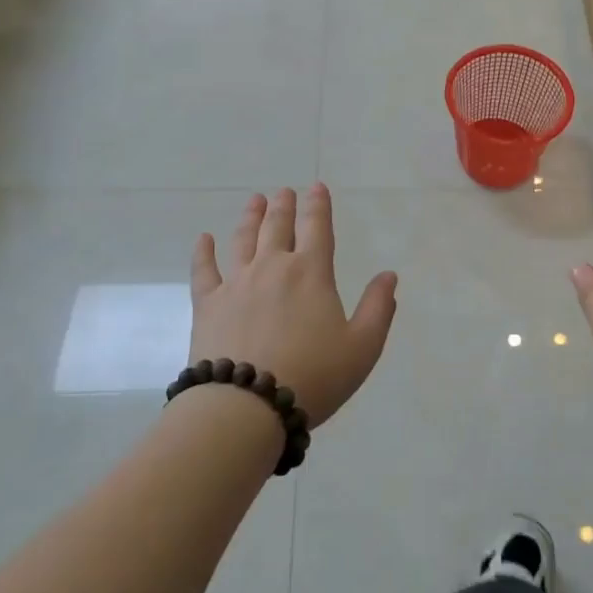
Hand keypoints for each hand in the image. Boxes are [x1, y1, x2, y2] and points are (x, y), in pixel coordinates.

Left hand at [189, 185, 398, 426]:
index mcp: (311, 273)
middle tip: (283, 191)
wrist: (246, 406)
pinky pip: (204, 270)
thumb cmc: (313, 376)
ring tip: (254, 201)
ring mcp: (236, 283)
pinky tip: (204, 239)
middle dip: (283, 206)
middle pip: (278, 227)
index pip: (317, 228)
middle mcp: (273, 267)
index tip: (317, 187)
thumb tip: (389, 275)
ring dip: (251, 217)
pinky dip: (203, 252)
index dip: (319, 205)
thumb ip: (378, 308)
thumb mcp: (362, 347)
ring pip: (243, 239)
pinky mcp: (207, 304)